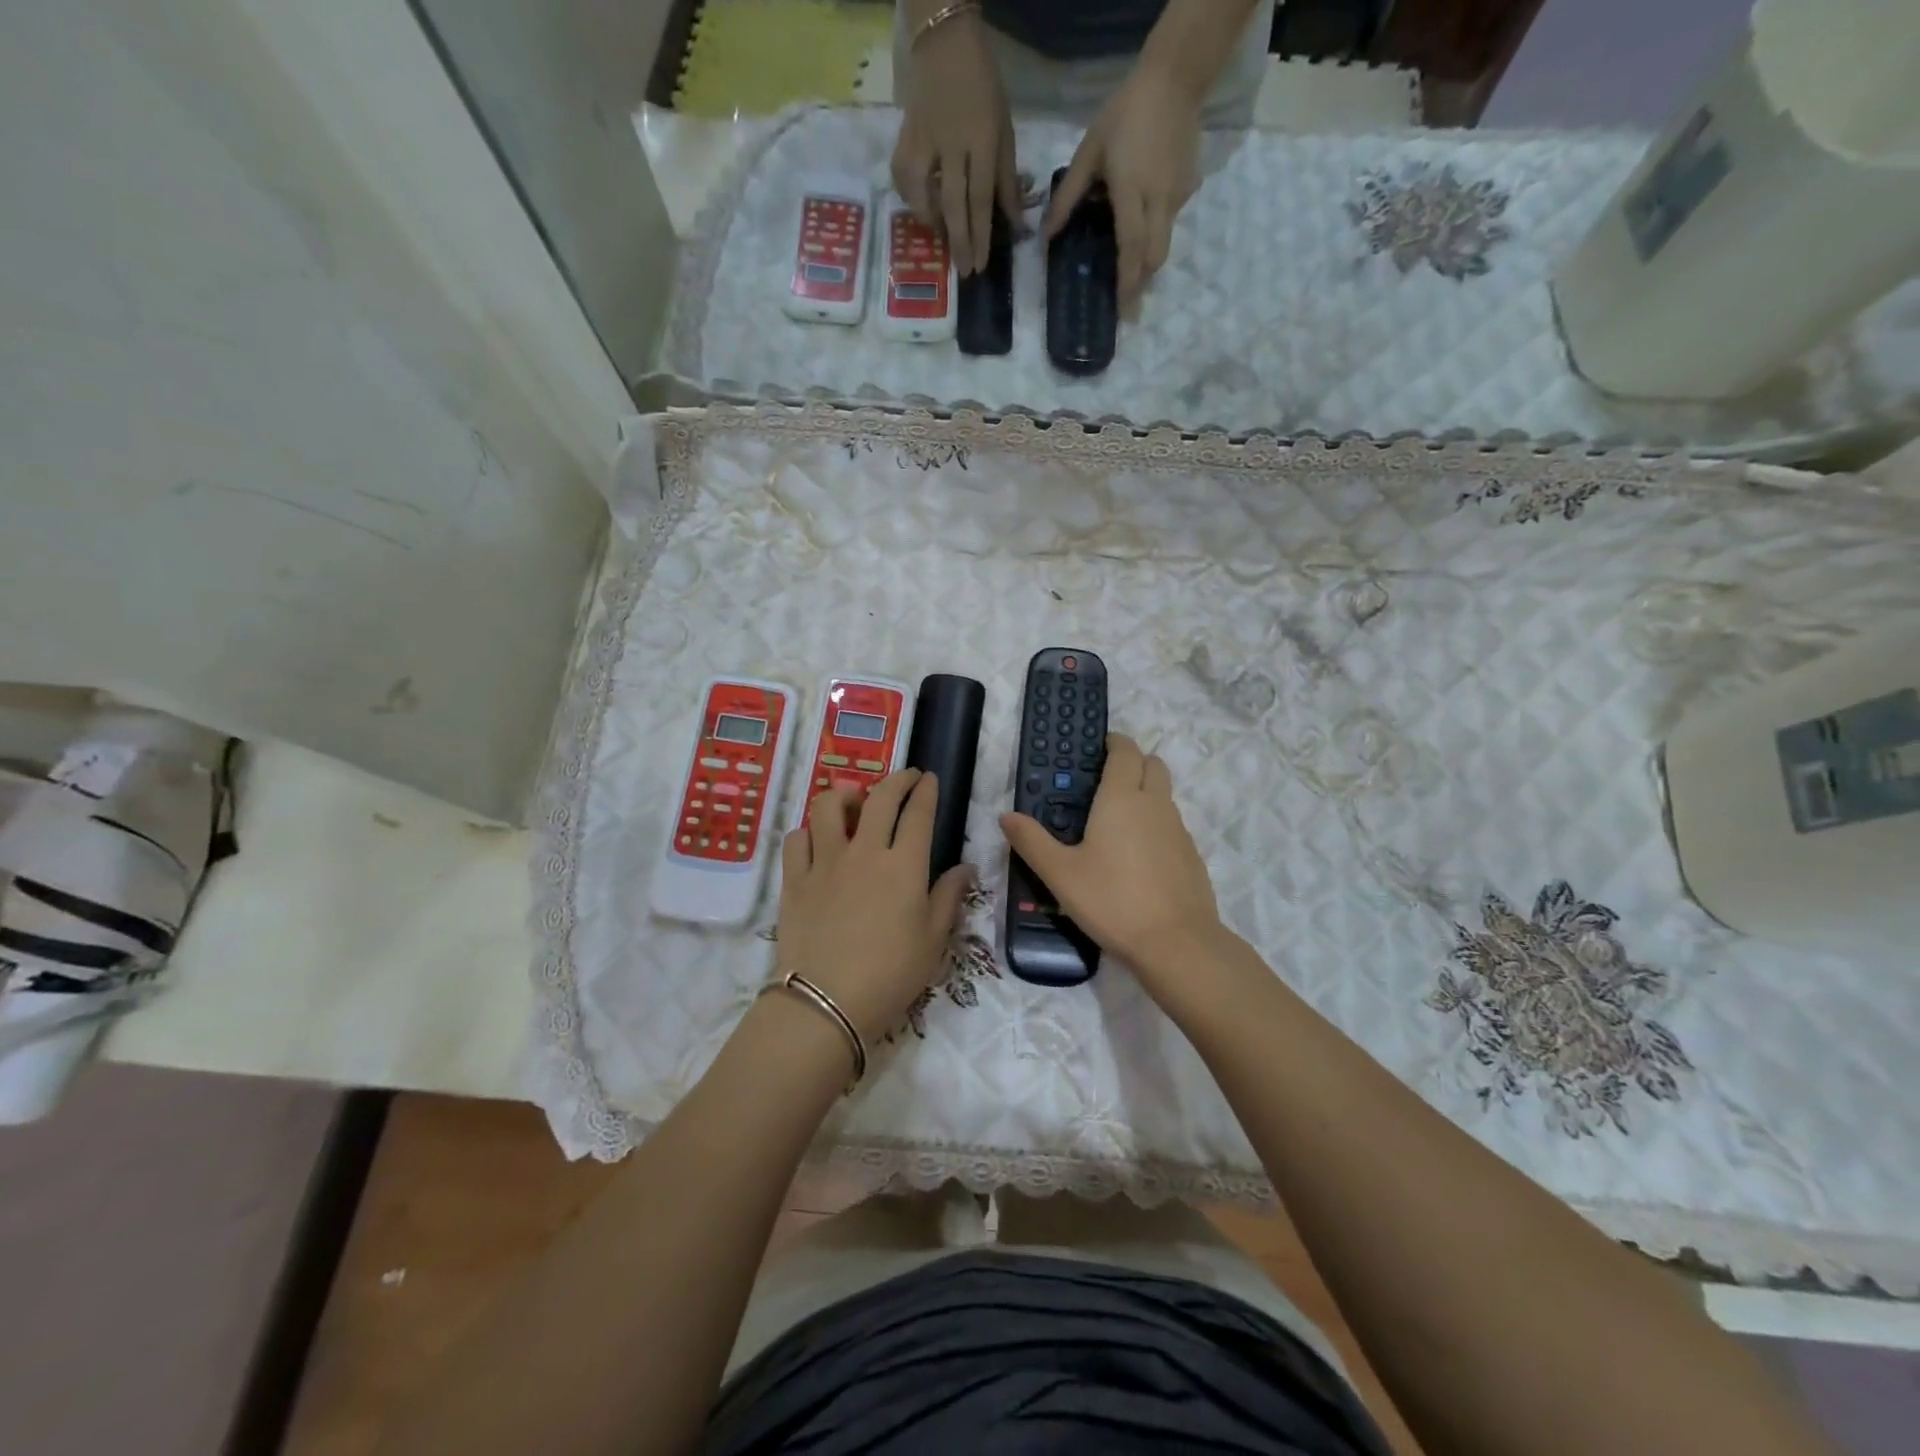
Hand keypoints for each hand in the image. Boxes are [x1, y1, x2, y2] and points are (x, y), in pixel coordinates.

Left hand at [777, 770, 972, 1043]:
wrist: (827, 1002)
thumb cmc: (891, 974)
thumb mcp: (933, 940)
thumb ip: (949, 897)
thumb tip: (965, 868)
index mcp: (904, 865)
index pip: (918, 813)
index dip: (925, 790)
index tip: (928, 778)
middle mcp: (865, 851)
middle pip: (879, 798)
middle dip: (896, 779)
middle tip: (904, 777)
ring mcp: (825, 862)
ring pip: (828, 807)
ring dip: (844, 796)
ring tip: (853, 802)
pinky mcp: (795, 879)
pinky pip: (797, 839)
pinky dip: (808, 832)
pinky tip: (817, 841)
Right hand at [891, 11, 1019, 274]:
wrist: (944, 41)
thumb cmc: (982, 86)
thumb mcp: (1005, 128)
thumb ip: (1007, 178)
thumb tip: (1014, 222)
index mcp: (982, 139)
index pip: (981, 198)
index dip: (981, 236)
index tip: (980, 265)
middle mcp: (951, 143)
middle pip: (953, 204)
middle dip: (960, 242)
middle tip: (964, 272)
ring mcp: (924, 140)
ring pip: (921, 194)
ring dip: (932, 222)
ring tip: (942, 237)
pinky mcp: (904, 137)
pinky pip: (902, 178)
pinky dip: (911, 198)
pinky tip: (922, 208)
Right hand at [1000, 735, 1224, 993]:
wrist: (1176, 944)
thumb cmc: (1112, 901)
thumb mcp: (1060, 874)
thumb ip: (1032, 841)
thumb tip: (1006, 815)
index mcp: (1121, 799)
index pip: (1125, 751)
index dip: (1114, 743)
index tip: (1099, 747)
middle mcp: (1154, 804)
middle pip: (1153, 764)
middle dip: (1133, 762)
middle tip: (1106, 780)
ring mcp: (1178, 829)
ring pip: (1164, 794)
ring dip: (1146, 793)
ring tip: (1116, 821)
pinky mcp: (1191, 855)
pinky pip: (1172, 824)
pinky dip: (1156, 824)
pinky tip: (1137, 857)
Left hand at [1044, 59, 1201, 304]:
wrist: (1175, 78)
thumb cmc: (1124, 114)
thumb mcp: (1089, 152)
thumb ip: (1068, 196)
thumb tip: (1046, 236)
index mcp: (1131, 192)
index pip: (1132, 247)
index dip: (1127, 282)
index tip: (1123, 309)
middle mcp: (1159, 201)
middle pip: (1155, 257)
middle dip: (1142, 283)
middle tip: (1128, 304)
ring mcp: (1178, 195)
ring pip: (1164, 242)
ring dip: (1147, 260)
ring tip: (1131, 270)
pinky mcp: (1189, 187)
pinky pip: (1171, 219)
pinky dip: (1156, 230)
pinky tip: (1143, 221)